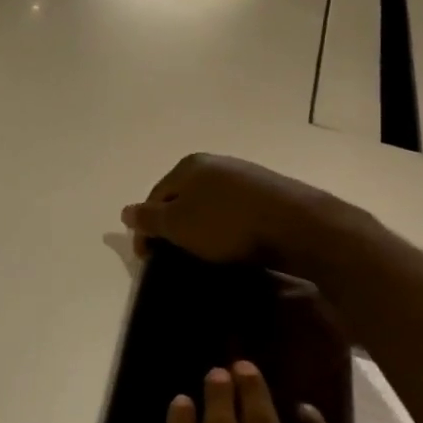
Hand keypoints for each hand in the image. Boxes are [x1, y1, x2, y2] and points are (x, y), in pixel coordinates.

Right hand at [123, 154, 367, 267]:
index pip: (155, 196)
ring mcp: (245, 176)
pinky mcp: (270, 193)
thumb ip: (149, 218)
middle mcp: (216, 163)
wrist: (297, 225)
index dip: (145, 227)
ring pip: (210, 204)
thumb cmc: (227, 224)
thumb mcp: (178, 225)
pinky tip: (233, 246)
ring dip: (201, 227)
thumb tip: (125, 211)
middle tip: (173, 255)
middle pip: (182, 197)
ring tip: (203, 254)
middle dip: (174, 225)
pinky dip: (227, 228)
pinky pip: (235, 211)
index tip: (147, 258)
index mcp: (189, 165)